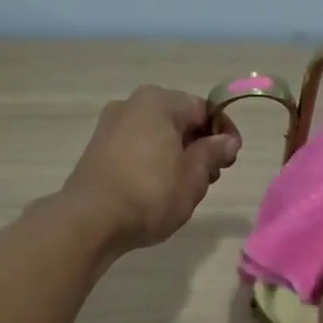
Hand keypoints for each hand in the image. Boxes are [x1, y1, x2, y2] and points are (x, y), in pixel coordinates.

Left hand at [62, 86, 240, 249]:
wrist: (90, 220)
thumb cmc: (150, 193)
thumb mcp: (193, 176)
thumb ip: (212, 153)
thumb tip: (227, 141)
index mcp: (159, 102)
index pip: (204, 109)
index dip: (224, 133)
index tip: (232, 159)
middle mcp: (132, 104)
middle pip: (179, 120)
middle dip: (199, 146)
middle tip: (210, 178)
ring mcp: (110, 126)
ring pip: (157, 136)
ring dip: (177, 156)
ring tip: (184, 189)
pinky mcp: (97, 149)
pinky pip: (137, 148)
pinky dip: (153, 162)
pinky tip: (157, 190)